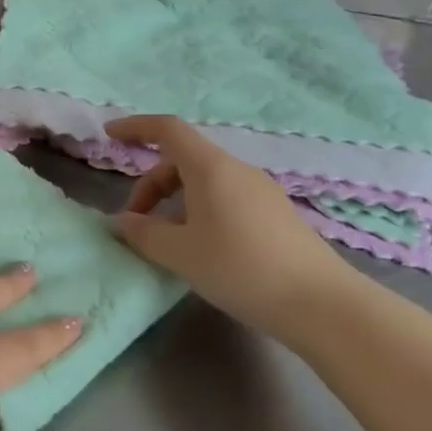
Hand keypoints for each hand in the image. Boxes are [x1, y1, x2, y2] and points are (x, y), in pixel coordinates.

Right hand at [105, 114, 354, 333]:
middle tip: (136, 222)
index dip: (135, 126)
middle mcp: (236, 170)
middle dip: (151, 184)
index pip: (167, 129)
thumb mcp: (181, 253)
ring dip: (175, 201)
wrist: (321, 304)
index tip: (109, 134)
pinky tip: (201, 249)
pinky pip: (225, 198)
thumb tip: (123, 222)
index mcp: (210, 167)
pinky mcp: (275, 214)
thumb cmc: (241, 268)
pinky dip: (200, 211)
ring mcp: (260, 191)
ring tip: (166, 241)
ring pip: (205, 181)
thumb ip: (144, 233)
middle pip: (182, 160)